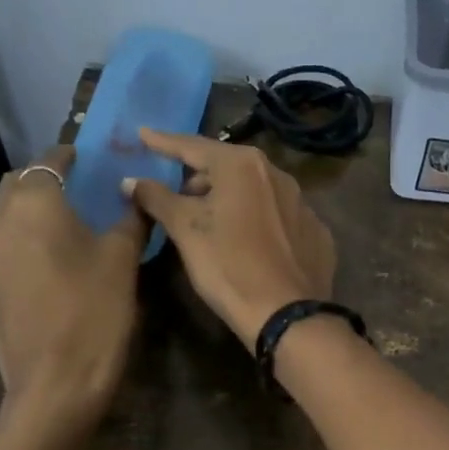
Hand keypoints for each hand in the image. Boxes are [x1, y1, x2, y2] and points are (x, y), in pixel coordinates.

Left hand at [0, 147, 144, 430]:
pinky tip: (52, 264)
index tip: (88, 159)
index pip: (48, 161)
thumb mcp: (123, 261)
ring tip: (66, 227)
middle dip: (44, 180)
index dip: (70, 156)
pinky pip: (4, 250)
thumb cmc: (95, 313)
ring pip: (6, 218)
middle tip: (78, 190)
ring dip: (32, 212)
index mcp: (34, 205)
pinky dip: (25, 243)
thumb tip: (136, 195)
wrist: (55, 386)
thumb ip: (130, 220)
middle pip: (17, 185)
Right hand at [122, 129, 335, 344]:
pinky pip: (279, 219)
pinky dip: (259, 223)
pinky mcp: (317, 234)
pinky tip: (249, 244)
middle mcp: (278, 175)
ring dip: (230, 200)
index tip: (143, 134)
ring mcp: (303, 204)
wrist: (287, 315)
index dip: (164, 143)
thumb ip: (157, 199)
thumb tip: (131, 181)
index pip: (194, 146)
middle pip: (228, 169)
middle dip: (200, 179)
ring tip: (212, 223)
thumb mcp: (186, 231)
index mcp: (243, 166)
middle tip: (177, 197)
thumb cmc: (229, 266)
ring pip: (256, 192)